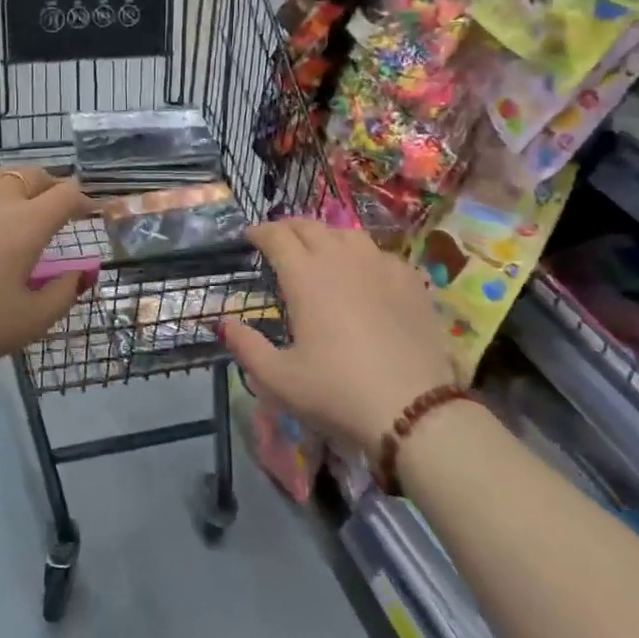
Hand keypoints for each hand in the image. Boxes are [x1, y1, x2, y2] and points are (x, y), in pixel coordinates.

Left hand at [0, 167, 94, 381]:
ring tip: (19, 207)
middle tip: (58, 206)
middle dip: (52, 185)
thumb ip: (64, 293)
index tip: (91, 210)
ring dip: (17, 185)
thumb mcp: (30, 321)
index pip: (66, 194)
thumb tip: (81, 273)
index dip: (84, 198)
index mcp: (26, 223)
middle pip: (32, 174)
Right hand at [222, 220, 461, 453]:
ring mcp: (380, 266)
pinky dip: (362, 255)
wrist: (414, 410)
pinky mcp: (411, 282)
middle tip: (278, 240)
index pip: (277, 236)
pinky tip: (364, 273)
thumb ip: (246, 347)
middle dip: (289, 228)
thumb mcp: (279, 379)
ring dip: (326, 236)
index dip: (260, 232)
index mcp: (305, 276)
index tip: (250, 237)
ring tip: (320, 250)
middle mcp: (341, 259)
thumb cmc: (337, 392)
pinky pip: (380, 254)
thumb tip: (224, 323)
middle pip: (310, 227)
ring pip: (347, 234)